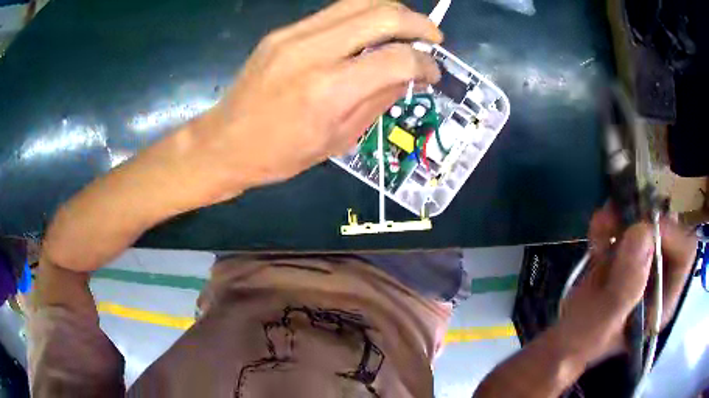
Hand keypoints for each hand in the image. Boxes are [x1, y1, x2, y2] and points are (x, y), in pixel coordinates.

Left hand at [177, 0, 441, 204]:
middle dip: (420, 23)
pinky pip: (335, 11)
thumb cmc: (280, 155)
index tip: (433, 74)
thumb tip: (408, 76)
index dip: (426, 64)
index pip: (398, 59)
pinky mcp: (282, 32)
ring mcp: (294, 35)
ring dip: (394, 11)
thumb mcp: (338, 140)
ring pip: (360, 2)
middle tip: (433, 39)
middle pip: (383, 14)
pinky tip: (372, 32)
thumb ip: (378, 101)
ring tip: (409, 29)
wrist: (224, 142)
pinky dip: (364, 16)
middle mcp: (313, 52)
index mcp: (329, 91)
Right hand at [557, 206, 696, 364]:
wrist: (562, 341)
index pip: (684, 253)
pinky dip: (611, 220)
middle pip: (669, 229)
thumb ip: (624, 288)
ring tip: (603, 224)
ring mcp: (644, 264)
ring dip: (625, 214)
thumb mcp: (602, 323)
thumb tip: (641, 233)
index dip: (669, 233)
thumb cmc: (581, 343)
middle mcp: (661, 278)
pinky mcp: (627, 255)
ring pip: (648, 221)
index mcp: (663, 299)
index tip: (641, 228)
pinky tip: (596, 232)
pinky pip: (626, 224)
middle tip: (620, 215)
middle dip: (645, 217)